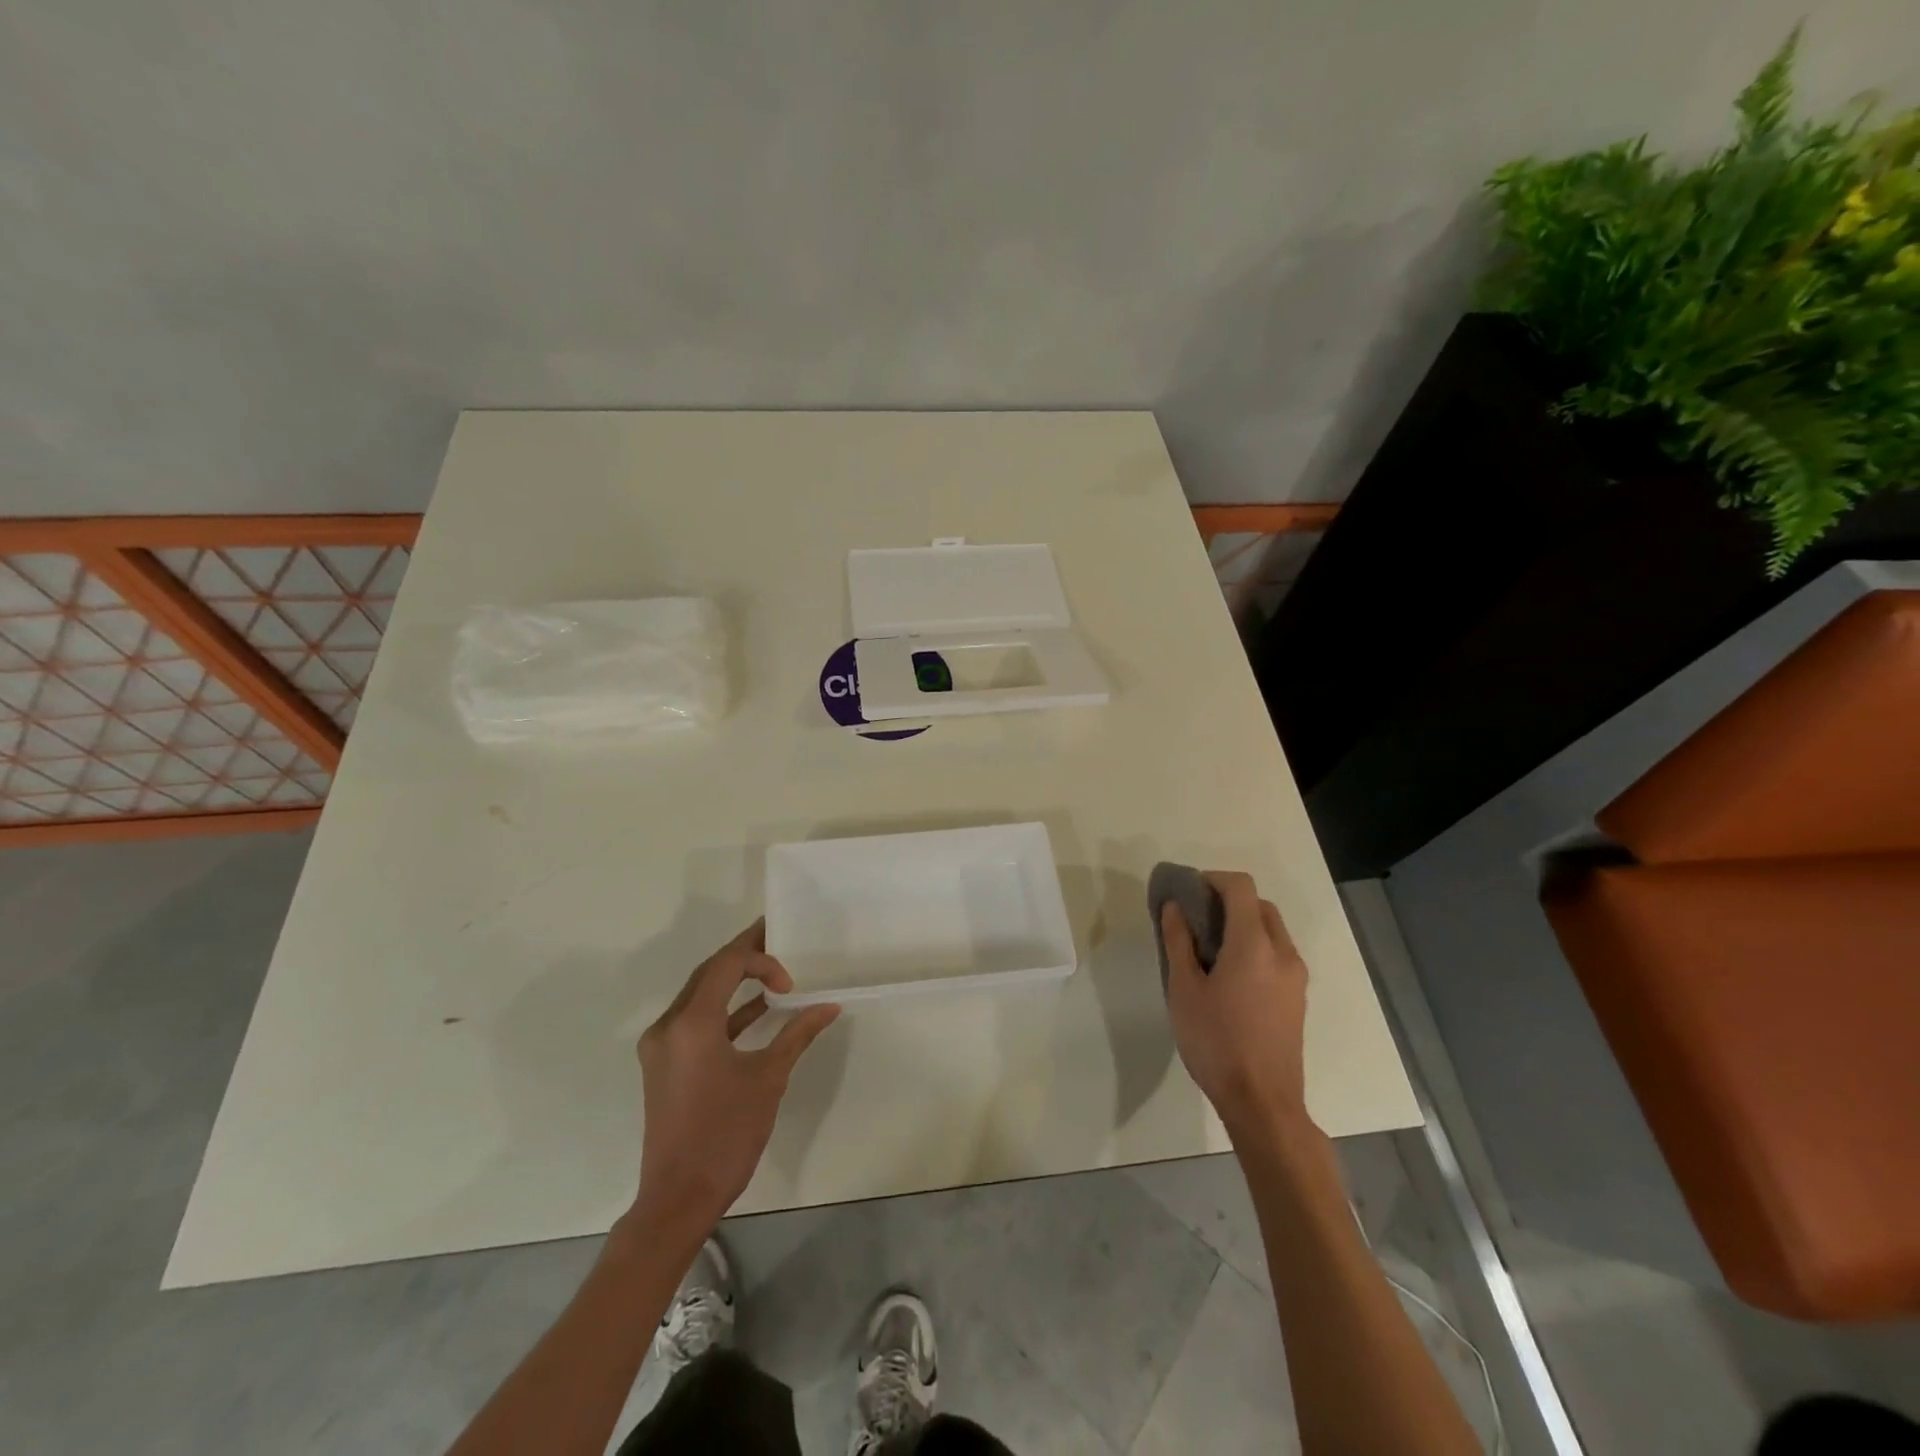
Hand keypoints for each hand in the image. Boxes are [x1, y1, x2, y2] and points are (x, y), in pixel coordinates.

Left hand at [631, 921, 839, 1239]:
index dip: (761, 959)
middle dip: (744, 956)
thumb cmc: (726, 1134)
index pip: (726, 965)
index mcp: (691, 1023)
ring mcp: (661, 1046)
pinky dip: (725, 1011)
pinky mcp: (664, 1064)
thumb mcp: (769, 1079)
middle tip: (777, 938)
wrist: (679, 1199)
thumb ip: (797, 1034)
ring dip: (734, 982)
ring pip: (700, 995)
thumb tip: (829, 1007)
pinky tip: (757, 1011)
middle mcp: (668, 1026)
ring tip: (771, 969)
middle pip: (708, 973)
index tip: (791, 983)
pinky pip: (695, 1021)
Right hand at [1161, 871, 1310, 1137]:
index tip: (1188, 891)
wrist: (1263, 1103)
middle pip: (1260, 905)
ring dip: (1243, 924)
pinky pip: (1278, 953)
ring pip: (1272, 930)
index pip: (1241, 888)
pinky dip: (1255, 946)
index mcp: (1254, 945)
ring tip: (1209, 948)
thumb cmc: (1216, 1042)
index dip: (1213, 879)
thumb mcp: (1183, 990)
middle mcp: (1283, 953)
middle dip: (1228, 901)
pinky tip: (1229, 975)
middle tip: (1196, 919)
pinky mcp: (1298, 997)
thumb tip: (1175, 907)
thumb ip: (1179, 941)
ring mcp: (1296, 977)